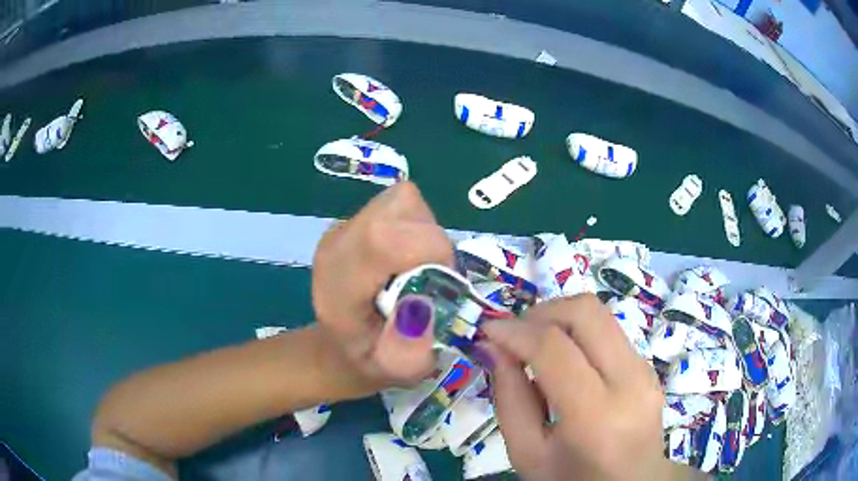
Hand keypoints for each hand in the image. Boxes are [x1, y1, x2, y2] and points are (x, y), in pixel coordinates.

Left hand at [313, 182, 453, 390]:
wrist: (338, 347)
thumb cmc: (368, 361)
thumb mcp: (394, 371)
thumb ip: (408, 348)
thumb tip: (422, 303)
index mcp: (339, 284)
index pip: (383, 239)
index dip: (430, 250)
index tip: (442, 282)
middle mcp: (337, 244)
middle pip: (399, 208)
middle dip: (433, 239)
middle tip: (433, 276)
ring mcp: (343, 226)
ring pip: (402, 200)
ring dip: (425, 231)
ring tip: (419, 267)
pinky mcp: (354, 219)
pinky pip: (399, 204)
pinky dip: (416, 225)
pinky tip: (408, 256)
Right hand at [479, 294, 675, 480]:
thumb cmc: (573, 479)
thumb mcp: (528, 453)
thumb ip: (509, 399)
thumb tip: (493, 347)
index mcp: (596, 416)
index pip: (554, 349)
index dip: (515, 331)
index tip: (487, 330)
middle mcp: (630, 382)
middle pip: (585, 312)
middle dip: (540, 312)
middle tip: (513, 335)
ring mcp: (645, 370)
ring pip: (600, 314)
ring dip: (559, 318)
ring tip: (534, 344)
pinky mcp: (648, 365)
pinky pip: (608, 331)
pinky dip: (577, 332)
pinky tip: (562, 359)